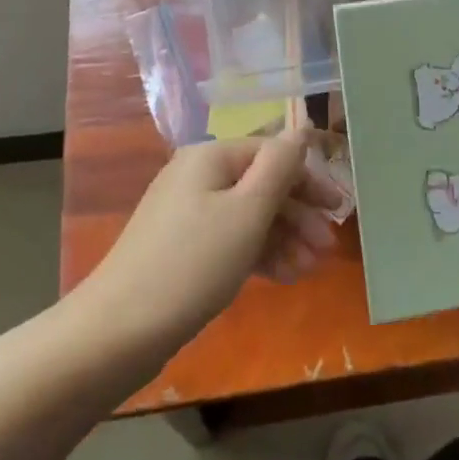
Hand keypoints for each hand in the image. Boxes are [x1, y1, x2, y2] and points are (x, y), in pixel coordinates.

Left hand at [82, 129, 343, 352]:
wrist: (119, 329)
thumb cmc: (193, 263)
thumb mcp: (247, 212)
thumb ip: (279, 167)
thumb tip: (301, 130)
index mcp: (210, 157)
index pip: (271, 154)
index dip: (308, 179)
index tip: (338, 210)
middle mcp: (197, 175)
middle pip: (259, 183)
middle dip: (297, 214)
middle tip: (326, 248)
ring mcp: (185, 212)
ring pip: (246, 214)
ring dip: (282, 237)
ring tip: (307, 270)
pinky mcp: (180, 247)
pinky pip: (228, 238)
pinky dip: (256, 253)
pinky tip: (281, 277)